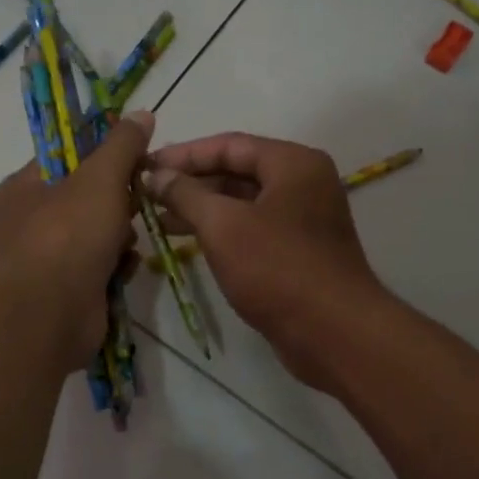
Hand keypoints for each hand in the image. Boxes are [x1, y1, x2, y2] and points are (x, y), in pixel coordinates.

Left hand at [0, 112, 153, 368]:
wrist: (53, 315)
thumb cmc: (69, 235)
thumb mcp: (100, 178)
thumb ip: (122, 145)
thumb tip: (141, 114)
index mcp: (19, 190)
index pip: (62, 159)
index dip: (99, 153)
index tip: (133, 156)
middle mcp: (25, 224)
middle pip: (83, 198)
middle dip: (116, 201)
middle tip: (138, 199)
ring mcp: (45, 261)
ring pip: (96, 234)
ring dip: (120, 236)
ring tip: (128, 241)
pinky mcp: (66, 292)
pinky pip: (99, 267)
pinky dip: (115, 266)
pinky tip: (124, 269)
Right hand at [146, 132, 386, 388]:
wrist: (333, 333)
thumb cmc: (278, 269)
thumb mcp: (223, 226)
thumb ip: (186, 195)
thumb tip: (157, 176)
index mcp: (294, 164)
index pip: (230, 145)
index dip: (184, 154)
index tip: (146, 166)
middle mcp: (303, 184)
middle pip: (237, 172)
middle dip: (191, 183)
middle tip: (148, 193)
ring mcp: (303, 220)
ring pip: (243, 204)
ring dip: (202, 209)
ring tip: (158, 220)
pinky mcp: (298, 253)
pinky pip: (252, 230)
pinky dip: (222, 232)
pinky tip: (190, 243)